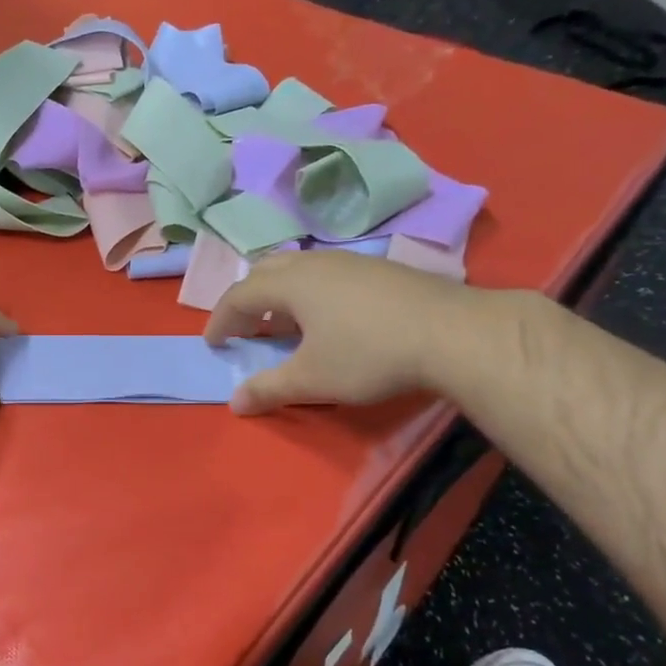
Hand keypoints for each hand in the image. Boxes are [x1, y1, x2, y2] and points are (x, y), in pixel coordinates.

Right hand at [203, 251, 481, 414]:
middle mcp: (315, 263)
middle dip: (248, 300)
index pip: (239, 296)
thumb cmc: (369, 354)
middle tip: (245, 328)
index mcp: (290, 283)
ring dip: (280, 295)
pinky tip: (329, 319)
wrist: (452, 333)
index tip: (213, 343)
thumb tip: (234, 403)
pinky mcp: (378, 270)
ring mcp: (350, 262)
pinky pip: (326, 273)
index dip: (220, 319)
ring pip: (299, 269)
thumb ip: (269, 389)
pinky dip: (310, 293)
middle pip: (266, 271)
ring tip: (284, 324)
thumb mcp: (313, 379)